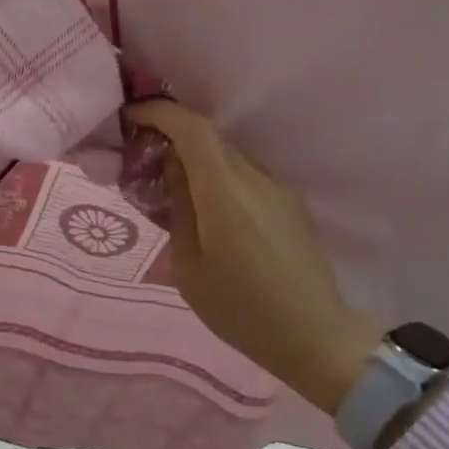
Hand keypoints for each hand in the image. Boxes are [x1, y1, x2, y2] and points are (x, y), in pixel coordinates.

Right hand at [126, 101, 380, 415]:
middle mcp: (254, 178)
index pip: (192, 128)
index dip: (160, 111)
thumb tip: (171, 164)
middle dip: (172, 134)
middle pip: (208, 137)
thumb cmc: (241, 310)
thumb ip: (178, 207)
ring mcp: (277, 188)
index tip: (132, 115)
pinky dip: (218, 176)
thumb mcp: (189, 266)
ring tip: (172, 186)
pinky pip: (245, 174)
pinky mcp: (290, 202)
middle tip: (143, 155)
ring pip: (227, 155)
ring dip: (196, 158)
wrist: (316, 337)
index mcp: (224, 193)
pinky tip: (208, 208)